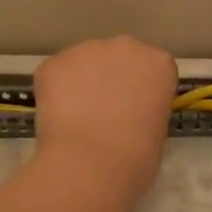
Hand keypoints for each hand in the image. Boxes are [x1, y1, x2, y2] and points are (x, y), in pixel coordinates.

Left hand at [34, 36, 176, 184]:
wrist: (91, 165)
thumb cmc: (136, 158)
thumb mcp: (157, 131)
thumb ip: (145, 109)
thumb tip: (126, 113)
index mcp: (158, 63)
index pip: (152, 69)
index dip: (141, 90)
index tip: (134, 110)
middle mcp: (125, 46)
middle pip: (117, 58)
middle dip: (111, 79)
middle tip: (103, 112)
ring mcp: (86, 50)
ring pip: (83, 63)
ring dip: (81, 83)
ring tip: (76, 118)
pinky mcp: (53, 62)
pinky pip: (56, 75)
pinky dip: (54, 92)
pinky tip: (57, 118)